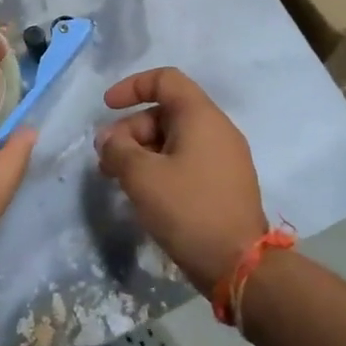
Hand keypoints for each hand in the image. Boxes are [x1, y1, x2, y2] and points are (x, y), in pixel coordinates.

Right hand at [96, 68, 267, 295]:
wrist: (239, 265)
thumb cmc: (188, 209)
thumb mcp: (142, 177)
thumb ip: (118, 150)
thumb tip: (108, 140)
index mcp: (201, 116)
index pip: (165, 80)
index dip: (132, 87)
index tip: (107, 107)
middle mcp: (217, 129)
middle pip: (166, 112)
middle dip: (130, 130)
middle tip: (106, 160)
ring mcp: (225, 158)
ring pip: (174, 139)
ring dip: (142, 152)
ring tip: (118, 180)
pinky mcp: (225, 183)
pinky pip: (187, 160)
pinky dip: (161, 167)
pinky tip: (144, 194)